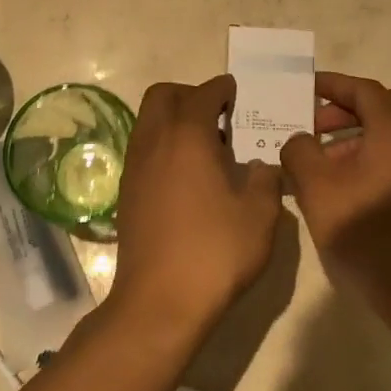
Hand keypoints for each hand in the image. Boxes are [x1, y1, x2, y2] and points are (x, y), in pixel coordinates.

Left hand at [109, 75, 283, 334]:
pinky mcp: (126, 194)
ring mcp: (134, 168)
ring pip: (148, 122)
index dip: (221, 89)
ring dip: (174, 121)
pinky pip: (143, 150)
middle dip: (189, 95)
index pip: (202, 94)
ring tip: (206, 147)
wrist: (160, 301)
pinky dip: (164, 147)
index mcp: (187, 137)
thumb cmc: (215, 252)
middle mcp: (153, 143)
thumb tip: (257, 166)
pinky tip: (188, 177)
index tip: (236, 92)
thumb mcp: (260, 215)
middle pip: (162, 96)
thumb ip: (264, 179)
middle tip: (218, 115)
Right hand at [280, 72, 390, 307]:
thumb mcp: (317, 188)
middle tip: (314, 123)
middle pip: (384, 105)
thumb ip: (300, 151)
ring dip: (358, 133)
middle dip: (346, 108)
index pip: (364, 90)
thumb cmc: (365, 232)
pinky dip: (372, 152)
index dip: (333, 85)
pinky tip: (346, 180)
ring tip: (323, 156)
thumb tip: (299, 140)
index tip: (305, 88)